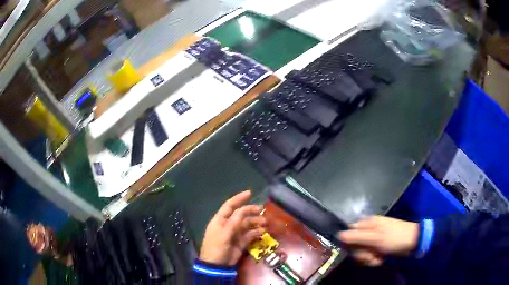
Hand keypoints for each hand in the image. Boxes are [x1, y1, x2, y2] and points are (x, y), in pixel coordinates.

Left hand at [199, 190, 265, 265]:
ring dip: (256, 222)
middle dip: (251, 211)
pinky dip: (256, 233)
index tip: (250, 193)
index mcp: (220, 220)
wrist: (217, 265)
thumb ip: (234, 222)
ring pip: (247, 225)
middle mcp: (228, 225)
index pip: (229, 206)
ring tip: (265, 223)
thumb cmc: (216, 247)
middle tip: (262, 210)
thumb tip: (243, 211)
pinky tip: (263, 232)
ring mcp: (235, 234)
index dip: (238, 199)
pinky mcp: (241, 242)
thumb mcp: (224, 234)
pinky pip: (250, 235)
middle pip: (240, 215)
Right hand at [337, 216, 418, 265]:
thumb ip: (357, 237)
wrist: (413, 242)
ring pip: (361, 252)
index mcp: (367, 224)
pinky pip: (369, 255)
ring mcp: (374, 240)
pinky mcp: (378, 247)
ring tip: (377, 257)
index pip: (349, 233)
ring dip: (368, 258)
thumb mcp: (376, 238)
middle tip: (370, 255)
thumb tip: (338, 234)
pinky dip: (373, 259)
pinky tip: (380, 258)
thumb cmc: (395, 238)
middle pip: (354, 245)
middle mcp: (369, 231)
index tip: (354, 250)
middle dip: (361, 253)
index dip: (349, 243)